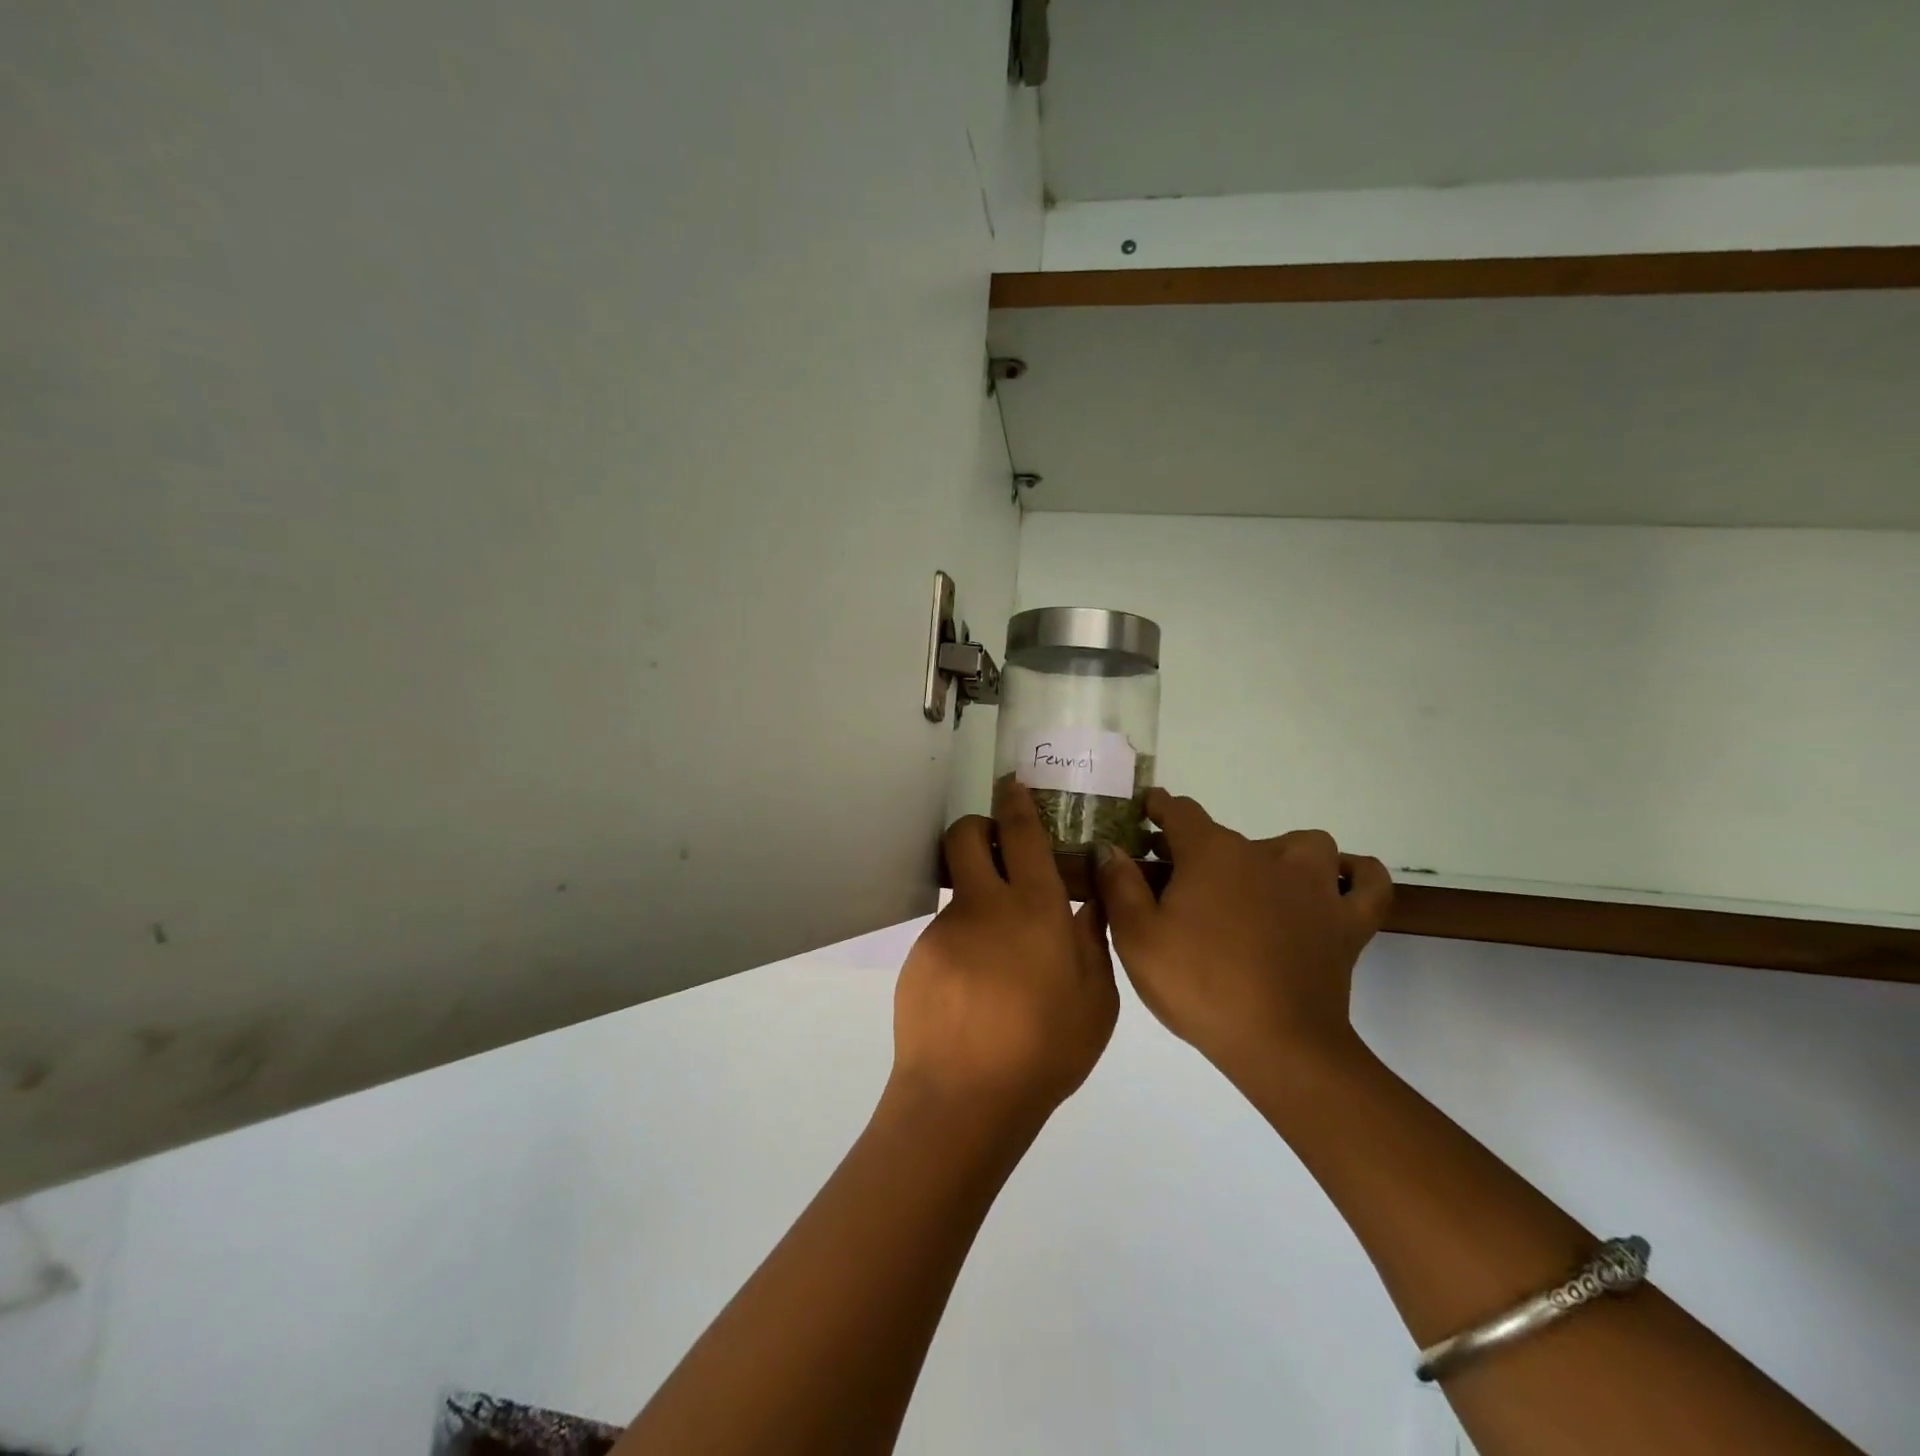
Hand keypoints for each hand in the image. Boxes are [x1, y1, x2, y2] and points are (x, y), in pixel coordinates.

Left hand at [889, 780, 1118, 1132]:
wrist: (965, 1097)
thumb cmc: (1046, 1049)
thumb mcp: (1096, 1001)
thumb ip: (1093, 942)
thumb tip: (1090, 904)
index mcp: (1034, 908)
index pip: (1021, 833)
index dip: (1015, 801)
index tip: (1012, 784)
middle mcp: (984, 905)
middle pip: (965, 836)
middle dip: (978, 827)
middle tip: (997, 849)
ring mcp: (946, 929)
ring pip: (957, 888)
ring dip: (977, 896)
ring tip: (1000, 952)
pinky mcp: (920, 956)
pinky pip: (947, 933)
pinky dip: (964, 943)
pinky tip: (978, 987)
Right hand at [1095, 788, 1392, 1081]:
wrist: (1278, 1045)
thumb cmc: (1199, 985)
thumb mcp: (1137, 937)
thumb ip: (1119, 885)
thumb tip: (1110, 846)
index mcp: (1211, 854)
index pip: (1180, 812)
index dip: (1159, 807)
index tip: (1146, 809)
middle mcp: (1265, 855)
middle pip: (1230, 835)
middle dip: (1201, 848)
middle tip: (1180, 882)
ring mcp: (1313, 886)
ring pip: (1303, 846)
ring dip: (1279, 854)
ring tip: (1257, 883)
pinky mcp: (1347, 922)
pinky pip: (1367, 884)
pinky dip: (1355, 875)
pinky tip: (1338, 881)